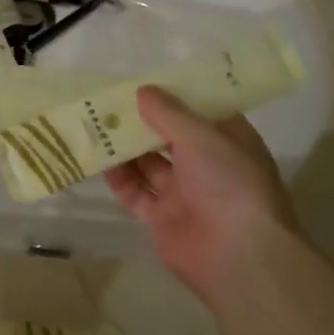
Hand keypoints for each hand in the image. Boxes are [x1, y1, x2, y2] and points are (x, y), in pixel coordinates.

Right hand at [105, 86, 299, 301]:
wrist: (238, 256)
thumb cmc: (229, 183)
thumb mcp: (200, 136)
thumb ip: (168, 112)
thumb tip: (142, 90)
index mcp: (228, 142)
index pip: (200, 111)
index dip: (175, 95)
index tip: (146, 77)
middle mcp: (207, 165)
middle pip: (169, 136)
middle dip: (142, 120)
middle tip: (110, 98)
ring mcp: (184, 193)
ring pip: (148, 163)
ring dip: (126, 146)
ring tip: (96, 122)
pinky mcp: (162, 218)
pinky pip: (135, 192)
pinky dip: (118, 177)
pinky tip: (98, 158)